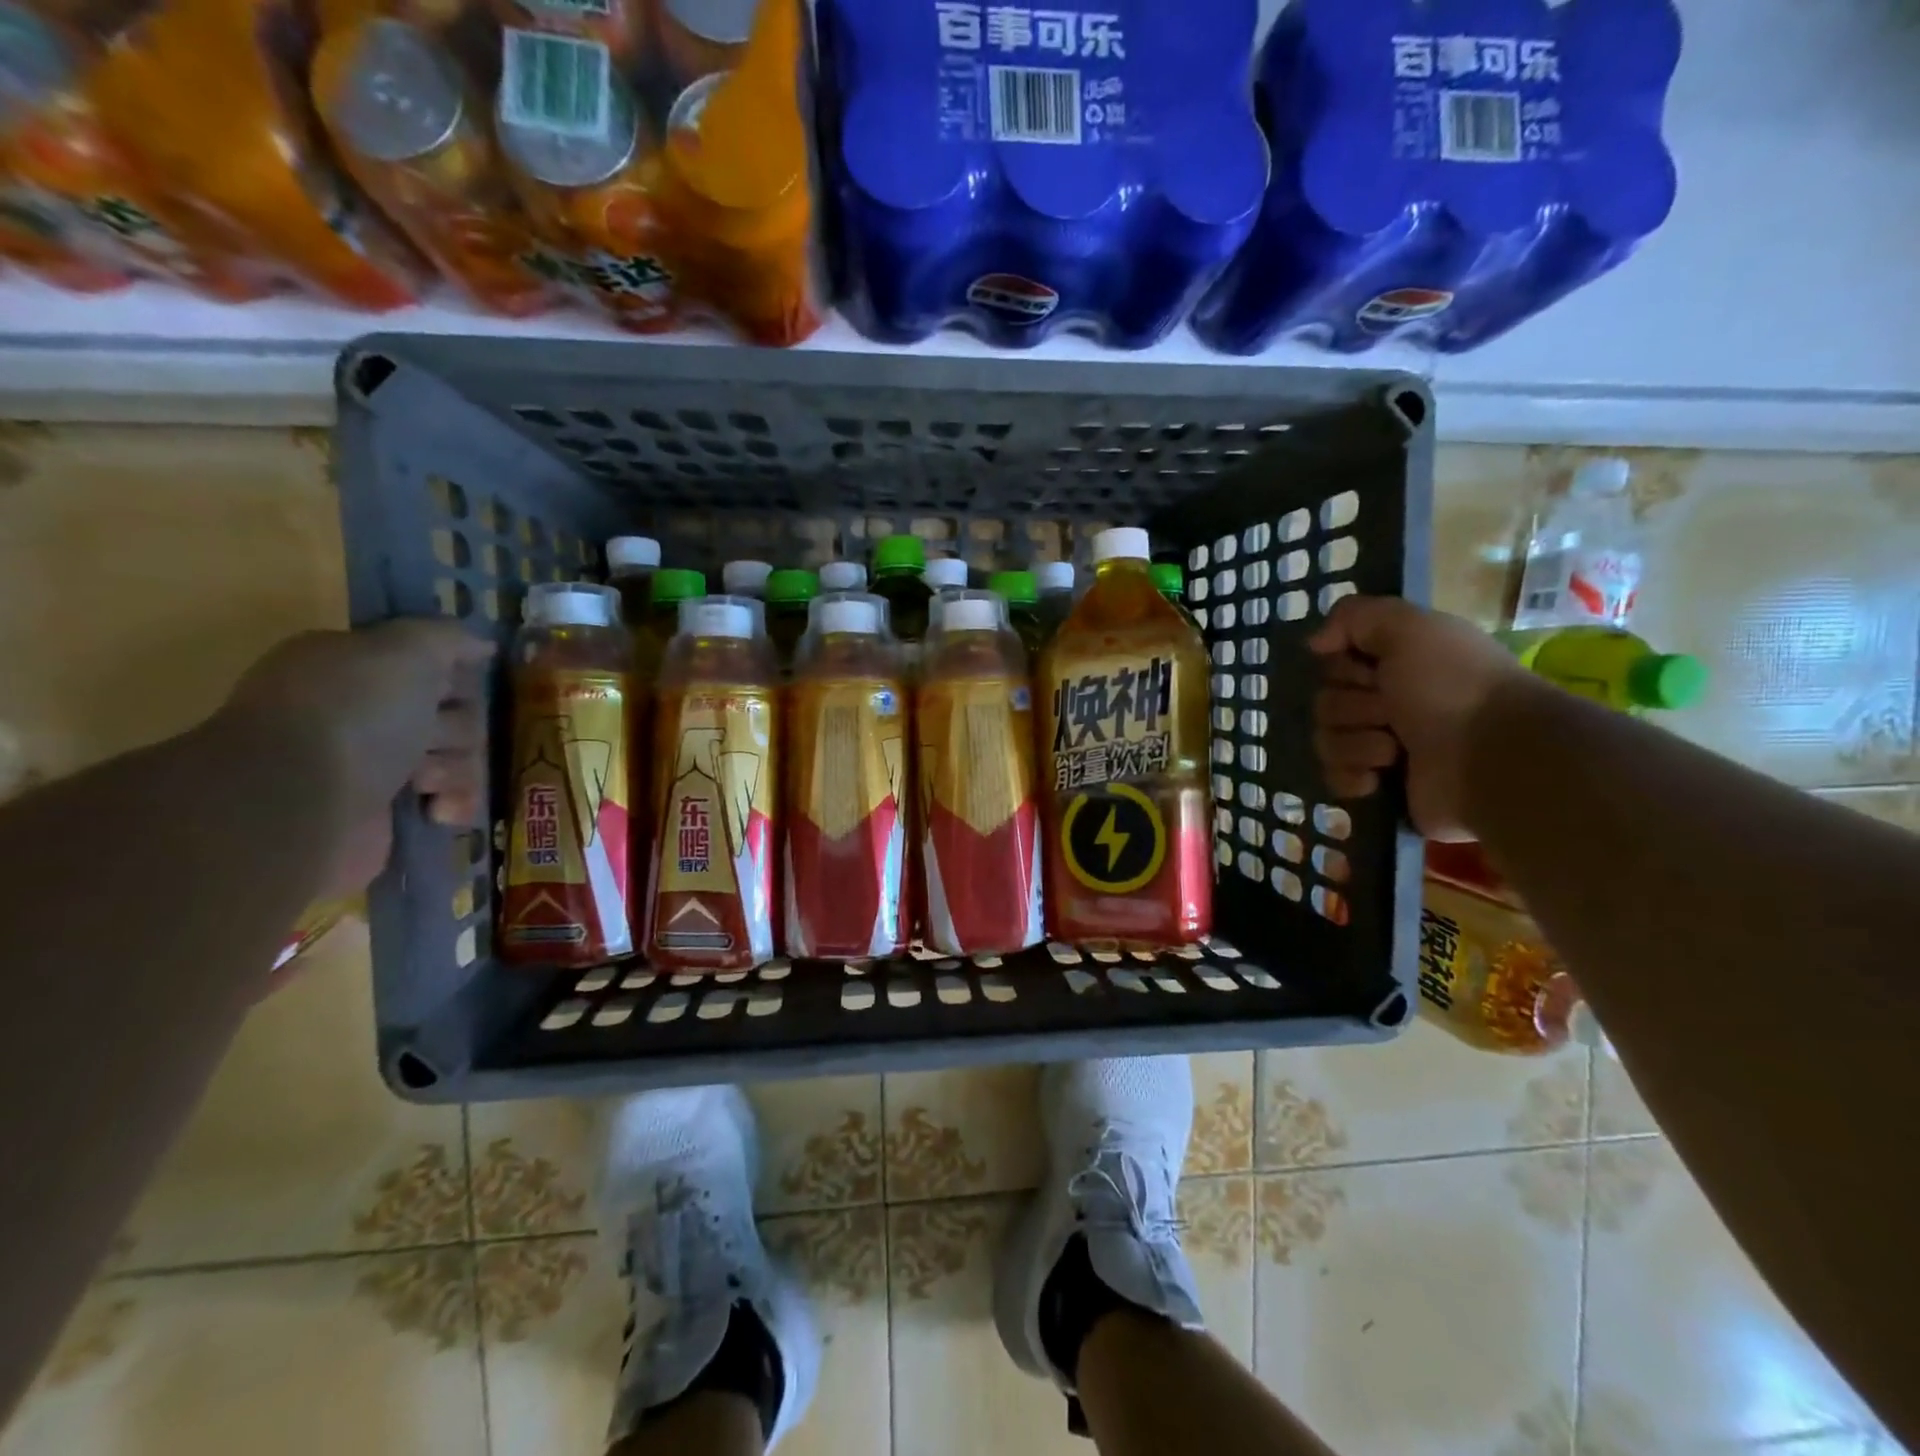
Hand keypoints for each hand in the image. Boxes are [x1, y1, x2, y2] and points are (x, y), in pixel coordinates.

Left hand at [221, 620, 492, 892]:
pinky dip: (455, 805)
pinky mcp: (395, 812)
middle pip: (457, 714)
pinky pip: (454, 801)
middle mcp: (369, 713)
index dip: (453, 676)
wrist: (301, 801)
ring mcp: (380, 765)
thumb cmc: (353, 713)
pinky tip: (437, 810)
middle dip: (456, 728)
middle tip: (427, 737)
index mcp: (360, 668)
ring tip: (421, 782)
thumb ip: (447, 637)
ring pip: (461, 758)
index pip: (436, 665)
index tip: (448, 687)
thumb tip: (484, 645)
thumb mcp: (405, 650)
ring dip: (454, 768)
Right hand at [1306, 596, 1529, 838]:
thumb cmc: (1454, 687)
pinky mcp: (1378, 786)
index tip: (1374, 672)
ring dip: (1357, 744)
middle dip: (1354, 710)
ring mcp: (1381, 747)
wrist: (1494, 759)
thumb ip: (1355, 616)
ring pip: (1326, 741)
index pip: (1332, 665)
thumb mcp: (1410, 629)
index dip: (1344, 670)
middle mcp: (1387, 702)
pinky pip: (1333, 778)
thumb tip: (1314, 643)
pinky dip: (1352, 777)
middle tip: (1393, 714)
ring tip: (1395, 751)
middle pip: (1324, 703)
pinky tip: (1379, 779)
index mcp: (1395, 665)